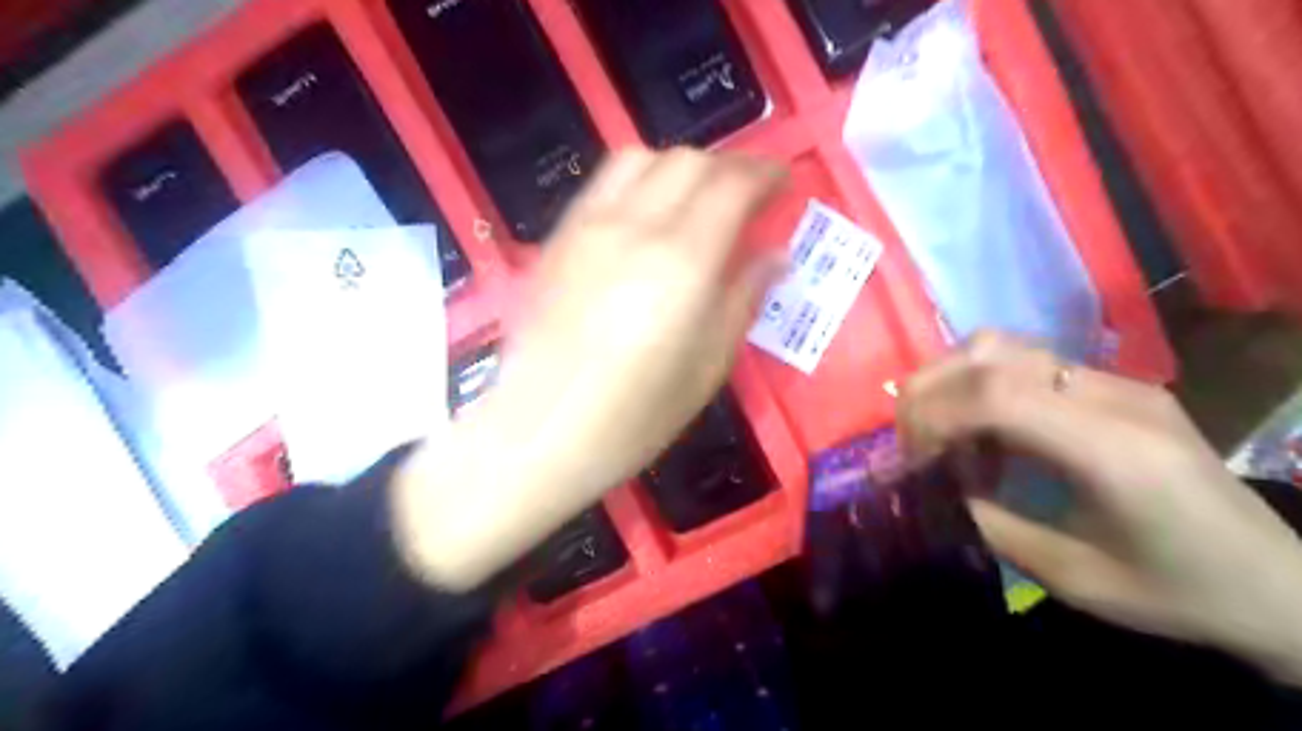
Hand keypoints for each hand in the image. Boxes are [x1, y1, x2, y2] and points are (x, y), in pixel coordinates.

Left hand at [394, 151, 783, 589]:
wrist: (538, 433)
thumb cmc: (634, 416)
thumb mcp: (709, 366)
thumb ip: (743, 298)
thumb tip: (775, 256)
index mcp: (681, 262)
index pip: (731, 185)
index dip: (765, 174)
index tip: (783, 184)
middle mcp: (633, 227)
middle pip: (688, 161)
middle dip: (728, 168)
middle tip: (747, 198)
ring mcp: (587, 227)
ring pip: (641, 158)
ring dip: (680, 167)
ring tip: (696, 201)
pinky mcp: (557, 238)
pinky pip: (603, 183)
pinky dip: (638, 180)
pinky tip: (645, 215)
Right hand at [901, 331, 1300, 684]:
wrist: (1280, 583)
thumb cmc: (1179, 593)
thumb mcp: (1073, 577)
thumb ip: (991, 523)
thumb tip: (933, 488)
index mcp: (1113, 449)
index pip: (996, 394)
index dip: (934, 416)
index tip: (910, 459)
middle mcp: (1113, 397)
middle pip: (991, 352)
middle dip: (929, 391)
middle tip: (909, 440)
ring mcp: (1116, 382)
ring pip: (1004, 346)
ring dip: (952, 382)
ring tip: (940, 432)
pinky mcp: (1113, 385)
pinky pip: (1025, 364)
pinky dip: (981, 388)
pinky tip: (984, 433)